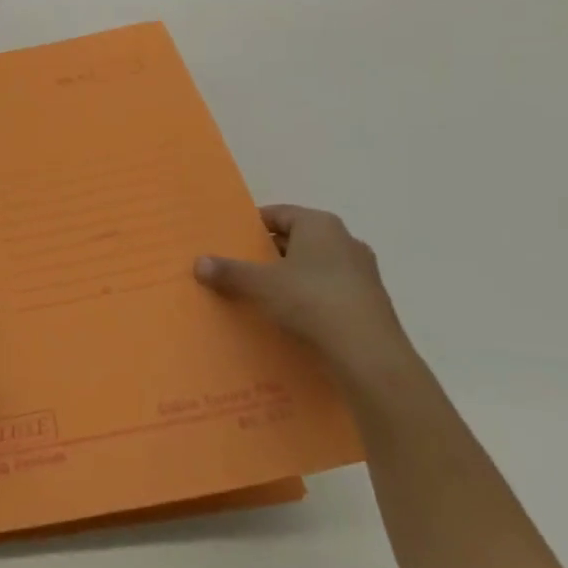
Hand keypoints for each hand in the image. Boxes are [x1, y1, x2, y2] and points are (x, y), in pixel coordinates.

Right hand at [195, 205, 417, 386]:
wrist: (368, 354)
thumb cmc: (311, 301)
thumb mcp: (260, 285)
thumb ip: (229, 271)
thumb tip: (198, 262)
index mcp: (320, 224)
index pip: (278, 214)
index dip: (251, 226)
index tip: (229, 242)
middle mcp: (345, 240)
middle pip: (296, 240)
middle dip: (267, 253)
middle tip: (238, 269)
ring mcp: (361, 272)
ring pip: (313, 267)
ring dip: (289, 278)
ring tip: (260, 295)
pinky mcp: (369, 302)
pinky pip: (328, 291)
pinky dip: (308, 299)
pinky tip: (290, 318)